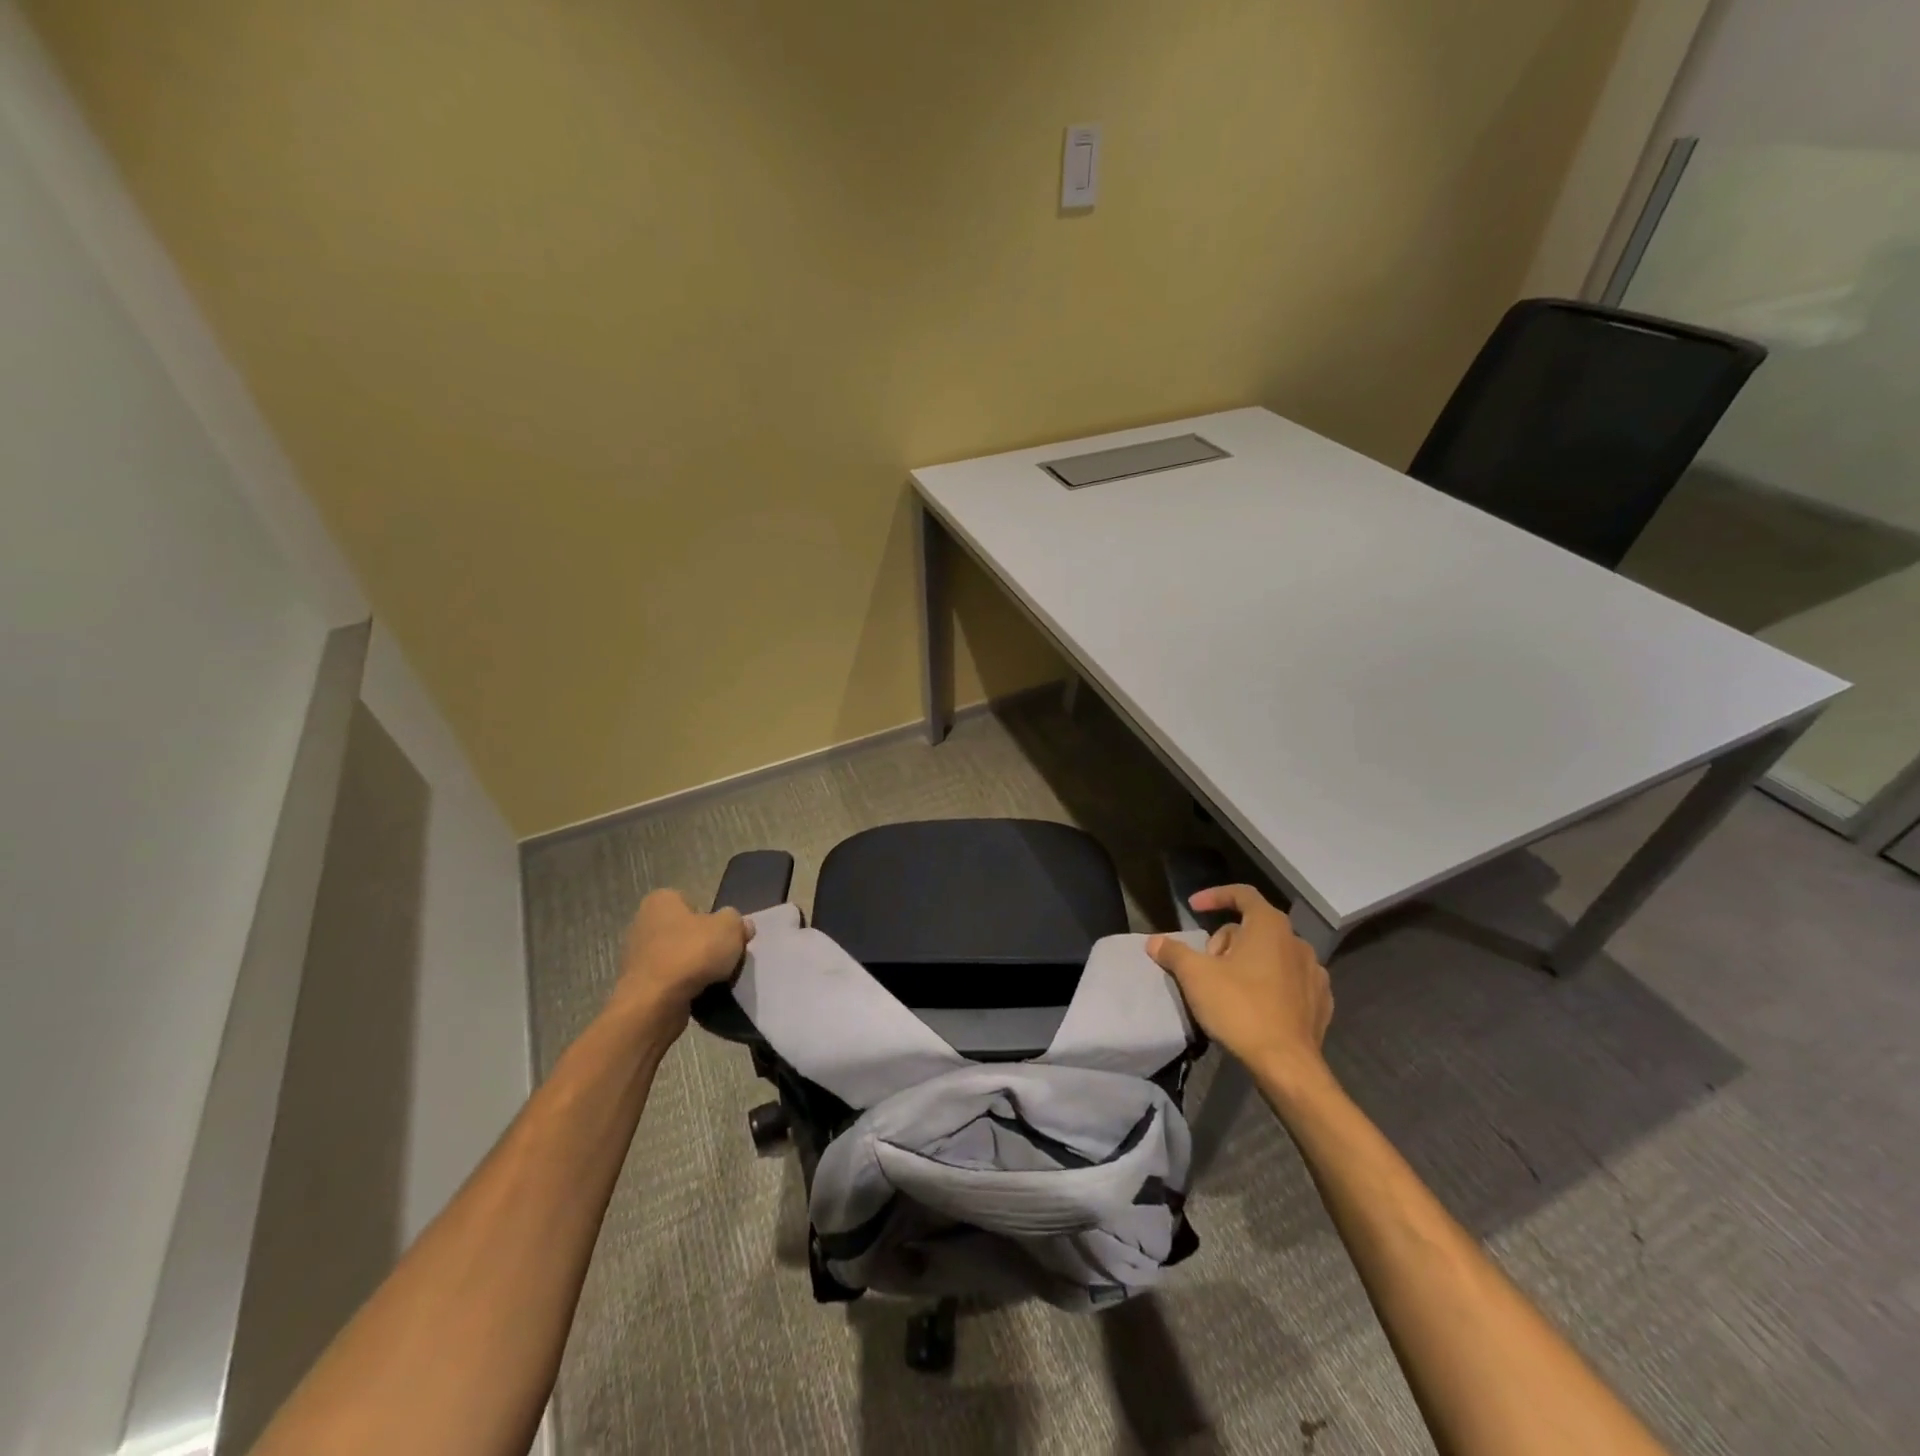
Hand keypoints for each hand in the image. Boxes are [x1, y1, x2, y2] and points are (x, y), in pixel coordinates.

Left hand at [610, 889, 750, 1031]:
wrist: (655, 1004)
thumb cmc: (692, 953)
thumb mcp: (730, 928)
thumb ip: (738, 922)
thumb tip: (742, 926)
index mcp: (661, 901)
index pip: (693, 902)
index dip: (713, 918)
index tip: (724, 935)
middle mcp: (643, 923)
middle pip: (686, 931)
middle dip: (704, 944)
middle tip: (724, 957)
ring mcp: (637, 957)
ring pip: (678, 957)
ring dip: (695, 967)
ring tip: (715, 979)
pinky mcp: (639, 985)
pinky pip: (670, 980)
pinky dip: (684, 987)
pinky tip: (698, 994)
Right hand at [1147, 884, 1332, 1083]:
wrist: (1287, 1065)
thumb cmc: (1240, 1008)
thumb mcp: (1195, 976)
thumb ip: (1173, 952)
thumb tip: (1155, 942)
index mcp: (1270, 926)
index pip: (1242, 894)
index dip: (1215, 896)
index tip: (1193, 908)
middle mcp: (1297, 942)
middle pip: (1253, 928)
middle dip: (1226, 941)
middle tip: (1207, 966)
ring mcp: (1314, 973)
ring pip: (1273, 954)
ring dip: (1248, 962)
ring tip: (1229, 988)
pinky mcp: (1321, 1002)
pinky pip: (1290, 980)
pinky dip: (1271, 984)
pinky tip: (1256, 1005)